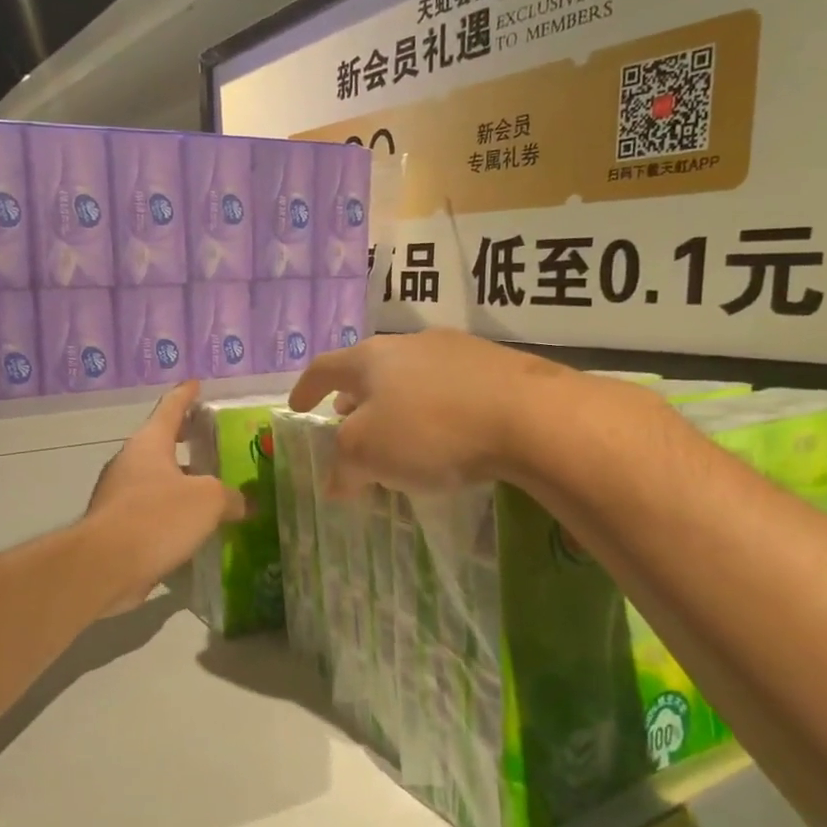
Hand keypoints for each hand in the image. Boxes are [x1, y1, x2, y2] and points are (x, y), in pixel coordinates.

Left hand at [84, 381, 244, 615]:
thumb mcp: (207, 501)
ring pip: (156, 480)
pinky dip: (171, 514)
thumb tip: (246, 503)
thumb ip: (230, 497)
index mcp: (149, 443)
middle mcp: (130, 463)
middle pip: (161, 444)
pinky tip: (193, 528)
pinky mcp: (117, 527)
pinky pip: (151, 512)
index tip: (196, 383)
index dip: (186, 395)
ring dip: (180, 482)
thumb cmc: (157, 518)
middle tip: (209, 440)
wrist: (105, 566)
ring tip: (211, 489)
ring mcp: (119, 496)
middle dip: (184, 441)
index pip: (170, 408)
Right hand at [288, 330, 560, 495]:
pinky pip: (449, 387)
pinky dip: (433, 409)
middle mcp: (410, 344)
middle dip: (354, 397)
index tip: (296, 407)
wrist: (530, 416)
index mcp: (371, 358)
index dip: (305, 388)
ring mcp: (457, 350)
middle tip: (347, 420)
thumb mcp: (368, 454)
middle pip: (370, 368)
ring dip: (395, 403)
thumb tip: (334, 482)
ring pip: (411, 376)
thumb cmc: (431, 430)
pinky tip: (447, 435)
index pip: (324, 367)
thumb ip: (342, 466)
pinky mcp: (497, 366)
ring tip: (398, 431)